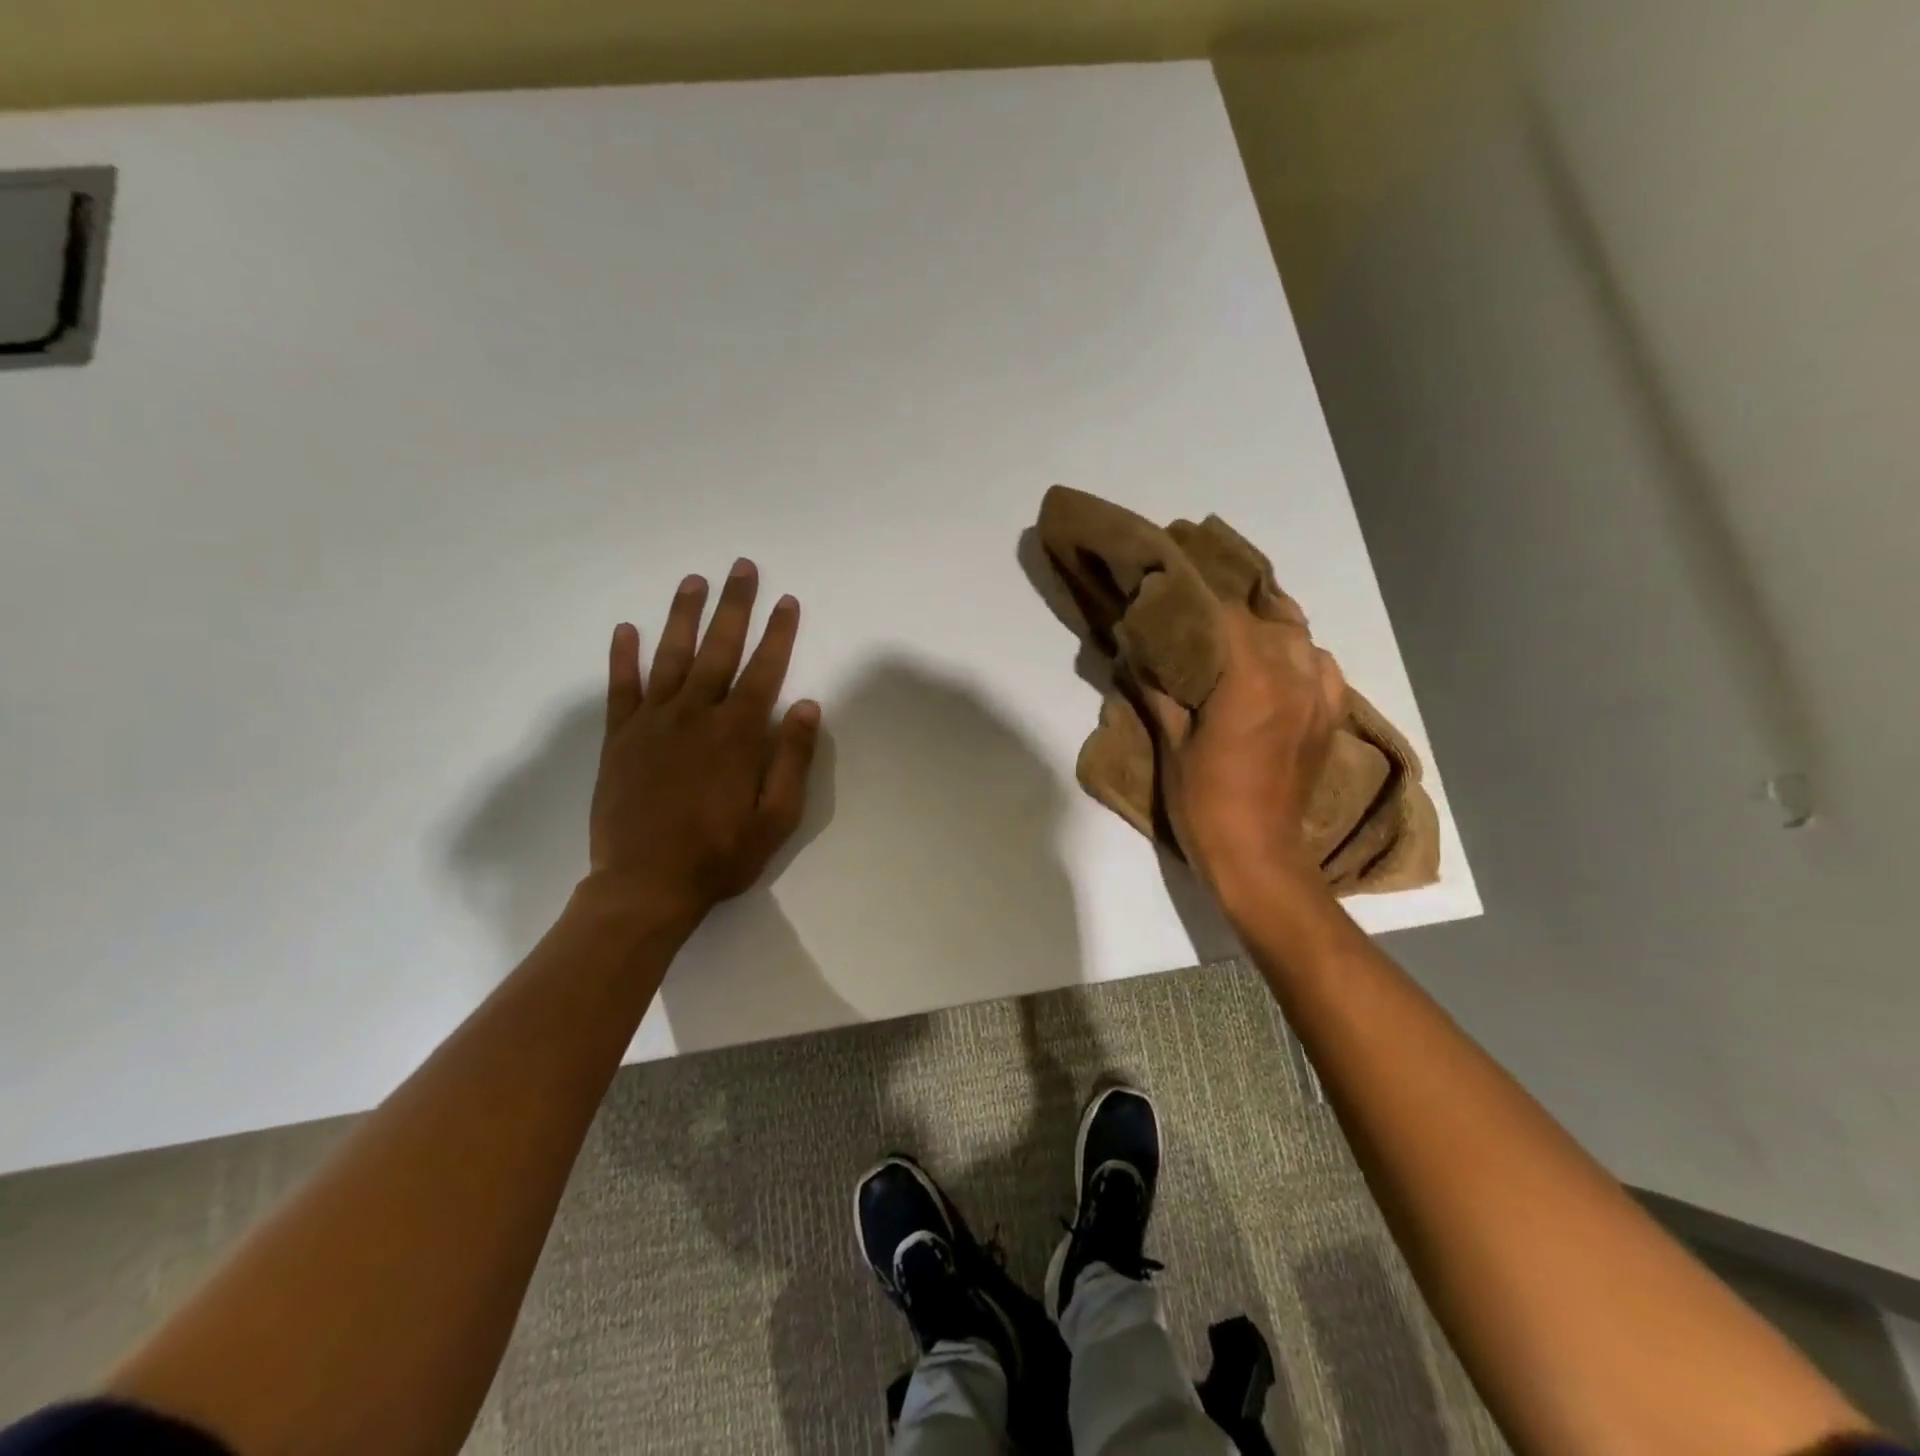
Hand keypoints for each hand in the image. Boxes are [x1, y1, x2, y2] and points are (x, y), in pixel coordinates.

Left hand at [582, 558, 820, 930]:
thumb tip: (806, 706)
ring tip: (694, 581)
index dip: (778, 634)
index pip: (764, 671)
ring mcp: (651, 724)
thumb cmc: (719, 855)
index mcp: (735, 735)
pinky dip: (623, 657)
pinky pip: (620, 688)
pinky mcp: (619, 739)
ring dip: (683, 616)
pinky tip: (626, 629)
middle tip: (742, 568)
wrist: (644, 886)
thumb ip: (791, 759)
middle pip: (718, 649)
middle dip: (734, 606)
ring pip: (669, 657)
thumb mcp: (775, 817)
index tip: (787, 601)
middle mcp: (694, 716)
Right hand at [1139, 596, 1345, 902]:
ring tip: (1239, 636)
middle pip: (1269, 618)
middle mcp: (1294, 677)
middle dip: (1233, 612)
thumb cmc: (1205, 801)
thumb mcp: (1172, 744)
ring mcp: (1320, 697)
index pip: (1229, 615)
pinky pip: (1323, 667)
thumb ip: (1159, 690)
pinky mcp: (1330, 717)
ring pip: (1301, 637)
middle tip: (1200, 616)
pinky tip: (1278, 667)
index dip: (1200, 602)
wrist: (1257, 855)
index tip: (1174, 596)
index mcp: (1252, 680)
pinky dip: (1300, 656)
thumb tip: (1136, 648)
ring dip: (1270, 630)